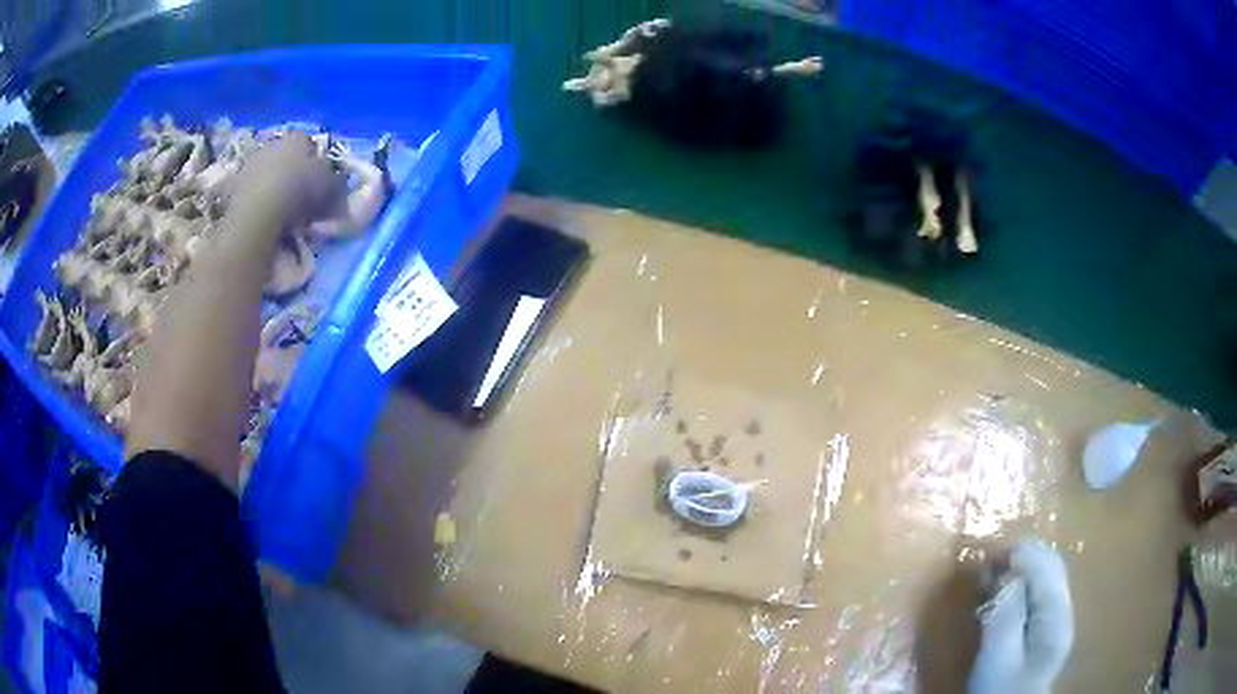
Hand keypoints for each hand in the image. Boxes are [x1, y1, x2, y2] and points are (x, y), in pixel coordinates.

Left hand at [230, 131, 337, 227]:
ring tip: (278, 208)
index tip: (320, 181)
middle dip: (291, 171)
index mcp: (296, 137)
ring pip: (265, 171)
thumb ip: (338, 184)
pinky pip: (247, 190)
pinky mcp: (231, 185)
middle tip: (299, 194)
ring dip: (271, 184)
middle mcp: (272, 143)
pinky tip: (259, 213)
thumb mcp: (331, 188)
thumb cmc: (298, 192)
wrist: (257, 213)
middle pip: (285, 156)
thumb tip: (340, 188)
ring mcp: (249, 163)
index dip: (316, 161)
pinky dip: (253, 198)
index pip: (310, 143)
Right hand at [968, 538, 1073, 693]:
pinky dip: (1023, 585)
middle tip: (987, 571)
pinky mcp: (1049, 626)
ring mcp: (1059, 616)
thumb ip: (1006, 613)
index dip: (1017, 554)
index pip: (1044, 564)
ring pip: (1046, 574)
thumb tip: (1007, 572)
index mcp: (1056, 614)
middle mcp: (1064, 607)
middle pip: (1049, 563)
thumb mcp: (998, 656)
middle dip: (1019, 558)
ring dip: (1021, 570)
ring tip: (992, 582)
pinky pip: (1041, 591)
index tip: (985, 562)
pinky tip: (1005, 599)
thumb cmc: (1000, 688)